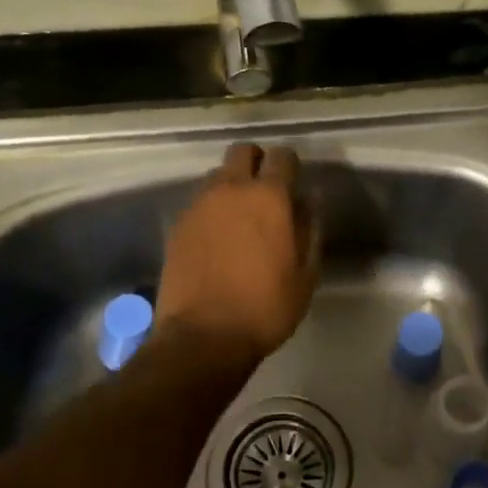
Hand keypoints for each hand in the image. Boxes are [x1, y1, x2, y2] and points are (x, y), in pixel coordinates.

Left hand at [155, 142, 319, 363]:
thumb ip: (310, 230)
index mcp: (269, 197)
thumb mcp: (306, 274)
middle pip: (242, 151)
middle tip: (266, 192)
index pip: (282, 156)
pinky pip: (200, 201)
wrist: (203, 337)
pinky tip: (218, 238)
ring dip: (232, 185)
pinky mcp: (178, 224)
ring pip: (218, 175)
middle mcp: (231, 189)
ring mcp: (199, 205)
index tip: (295, 184)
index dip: (291, 166)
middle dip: (257, 162)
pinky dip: (212, 209)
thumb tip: (308, 202)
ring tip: (240, 217)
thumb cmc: (265, 307)